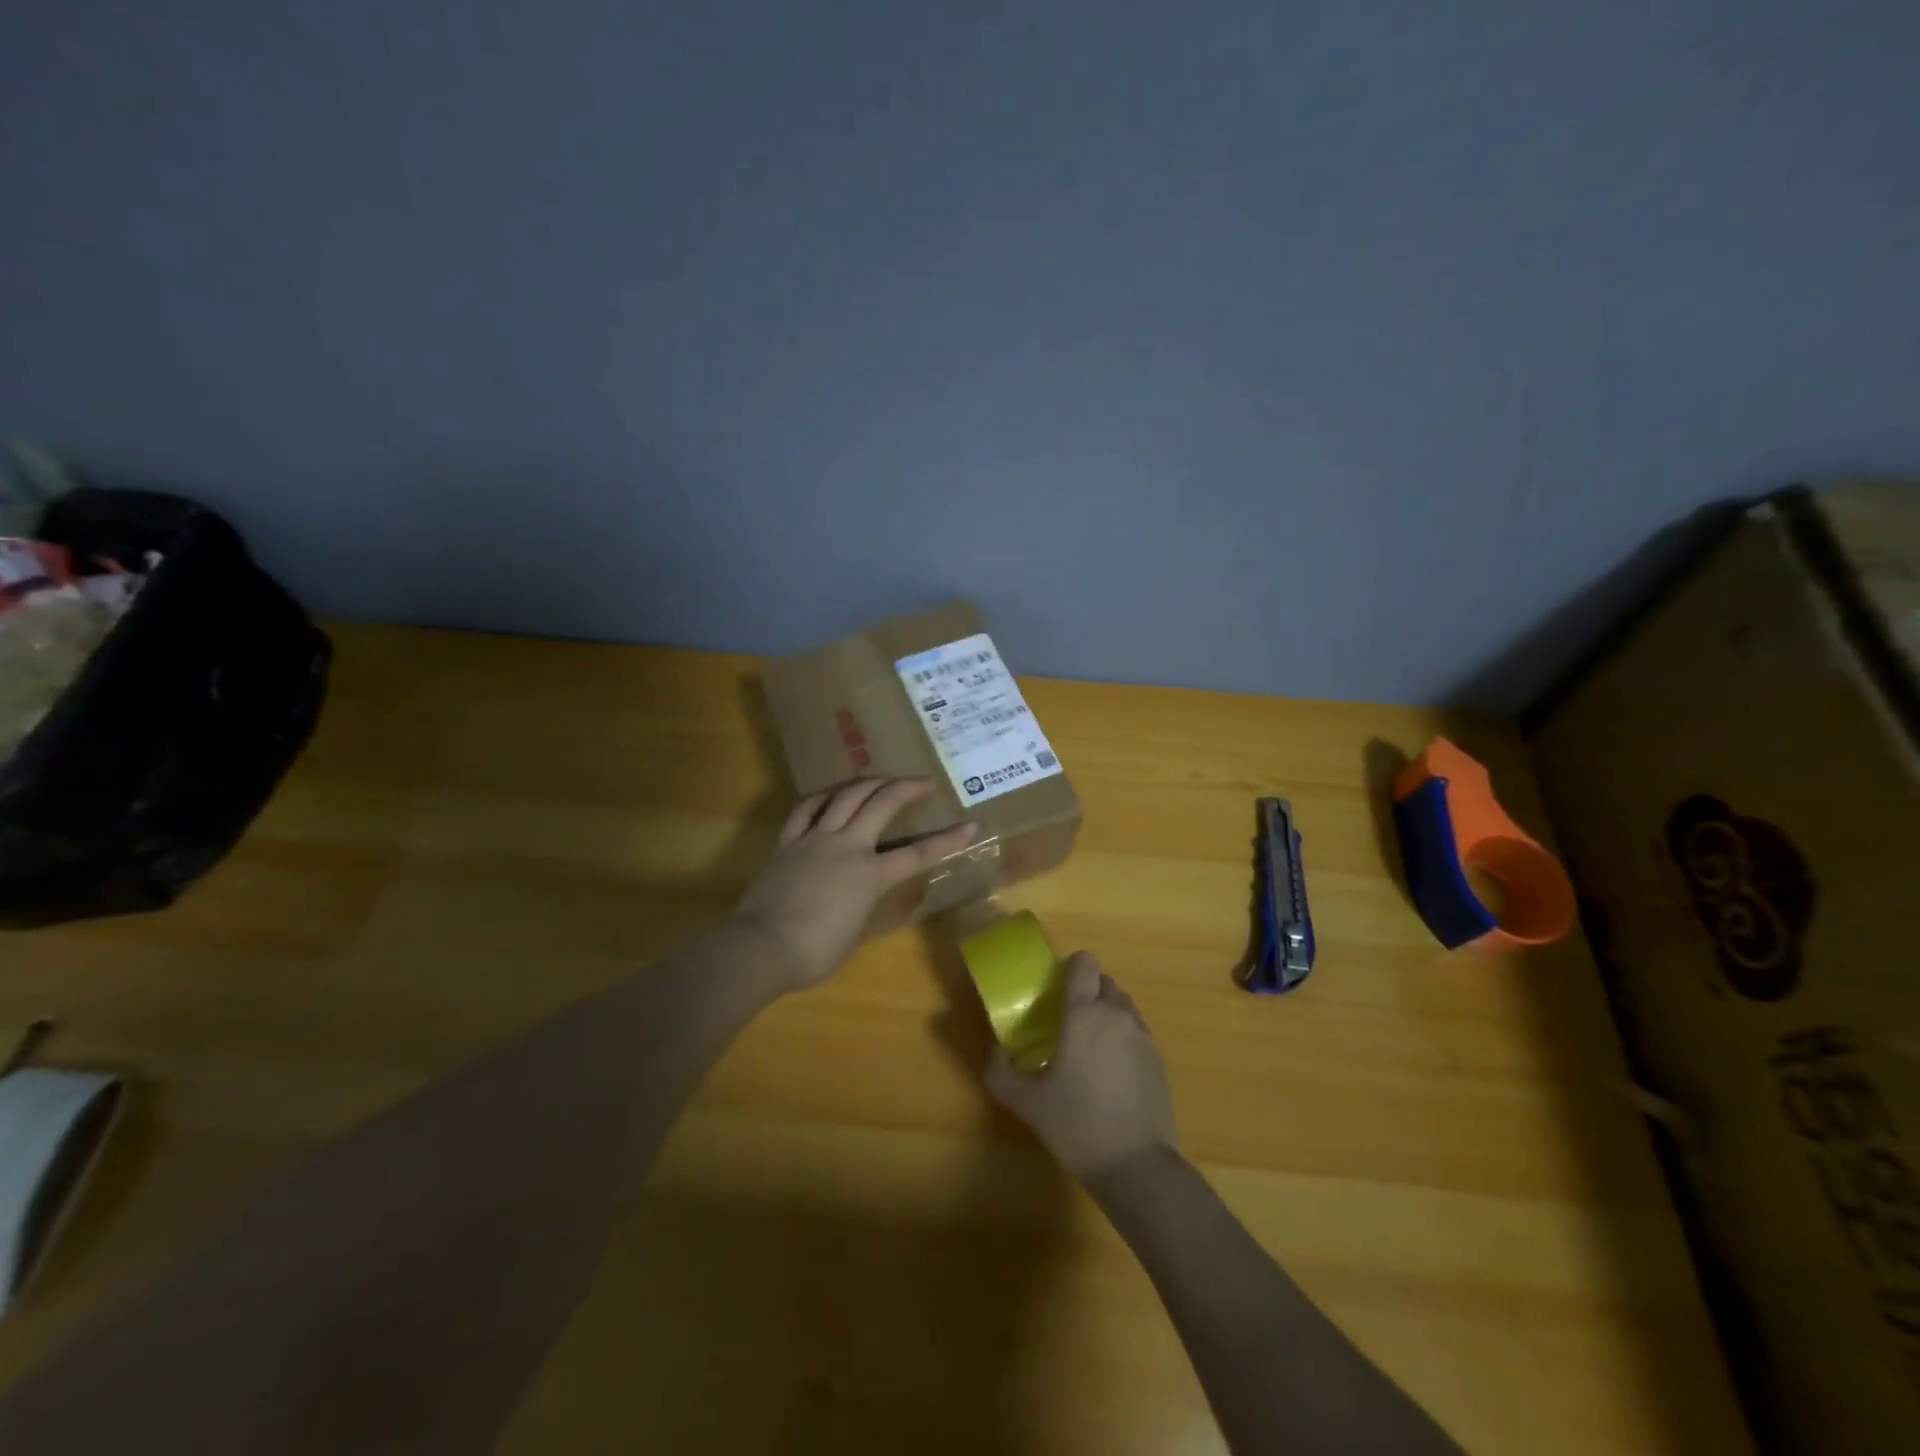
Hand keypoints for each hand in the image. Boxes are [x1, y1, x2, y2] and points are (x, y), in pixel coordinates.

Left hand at [733, 777, 976, 991]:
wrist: (761, 948)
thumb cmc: (814, 953)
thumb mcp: (855, 933)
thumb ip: (865, 905)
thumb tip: (862, 894)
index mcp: (869, 875)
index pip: (918, 854)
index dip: (948, 840)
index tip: (971, 826)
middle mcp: (846, 847)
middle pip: (882, 804)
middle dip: (908, 788)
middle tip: (925, 782)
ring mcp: (814, 839)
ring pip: (845, 796)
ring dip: (869, 782)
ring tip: (882, 779)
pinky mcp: (787, 842)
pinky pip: (804, 809)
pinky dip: (821, 797)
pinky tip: (830, 794)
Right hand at [985, 952, 1178, 1181]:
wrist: (1136, 1165)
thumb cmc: (1076, 1125)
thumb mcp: (1027, 1102)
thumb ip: (1001, 1073)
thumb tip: (993, 1053)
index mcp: (1084, 1013)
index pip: (1085, 963)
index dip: (1070, 968)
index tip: (1055, 992)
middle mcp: (1117, 1014)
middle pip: (1104, 981)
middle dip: (1086, 993)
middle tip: (1067, 1023)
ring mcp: (1143, 1036)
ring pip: (1123, 1006)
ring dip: (1106, 1014)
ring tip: (1089, 1049)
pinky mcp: (1159, 1060)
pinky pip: (1137, 1032)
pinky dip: (1123, 1039)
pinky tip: (1111, 1074)